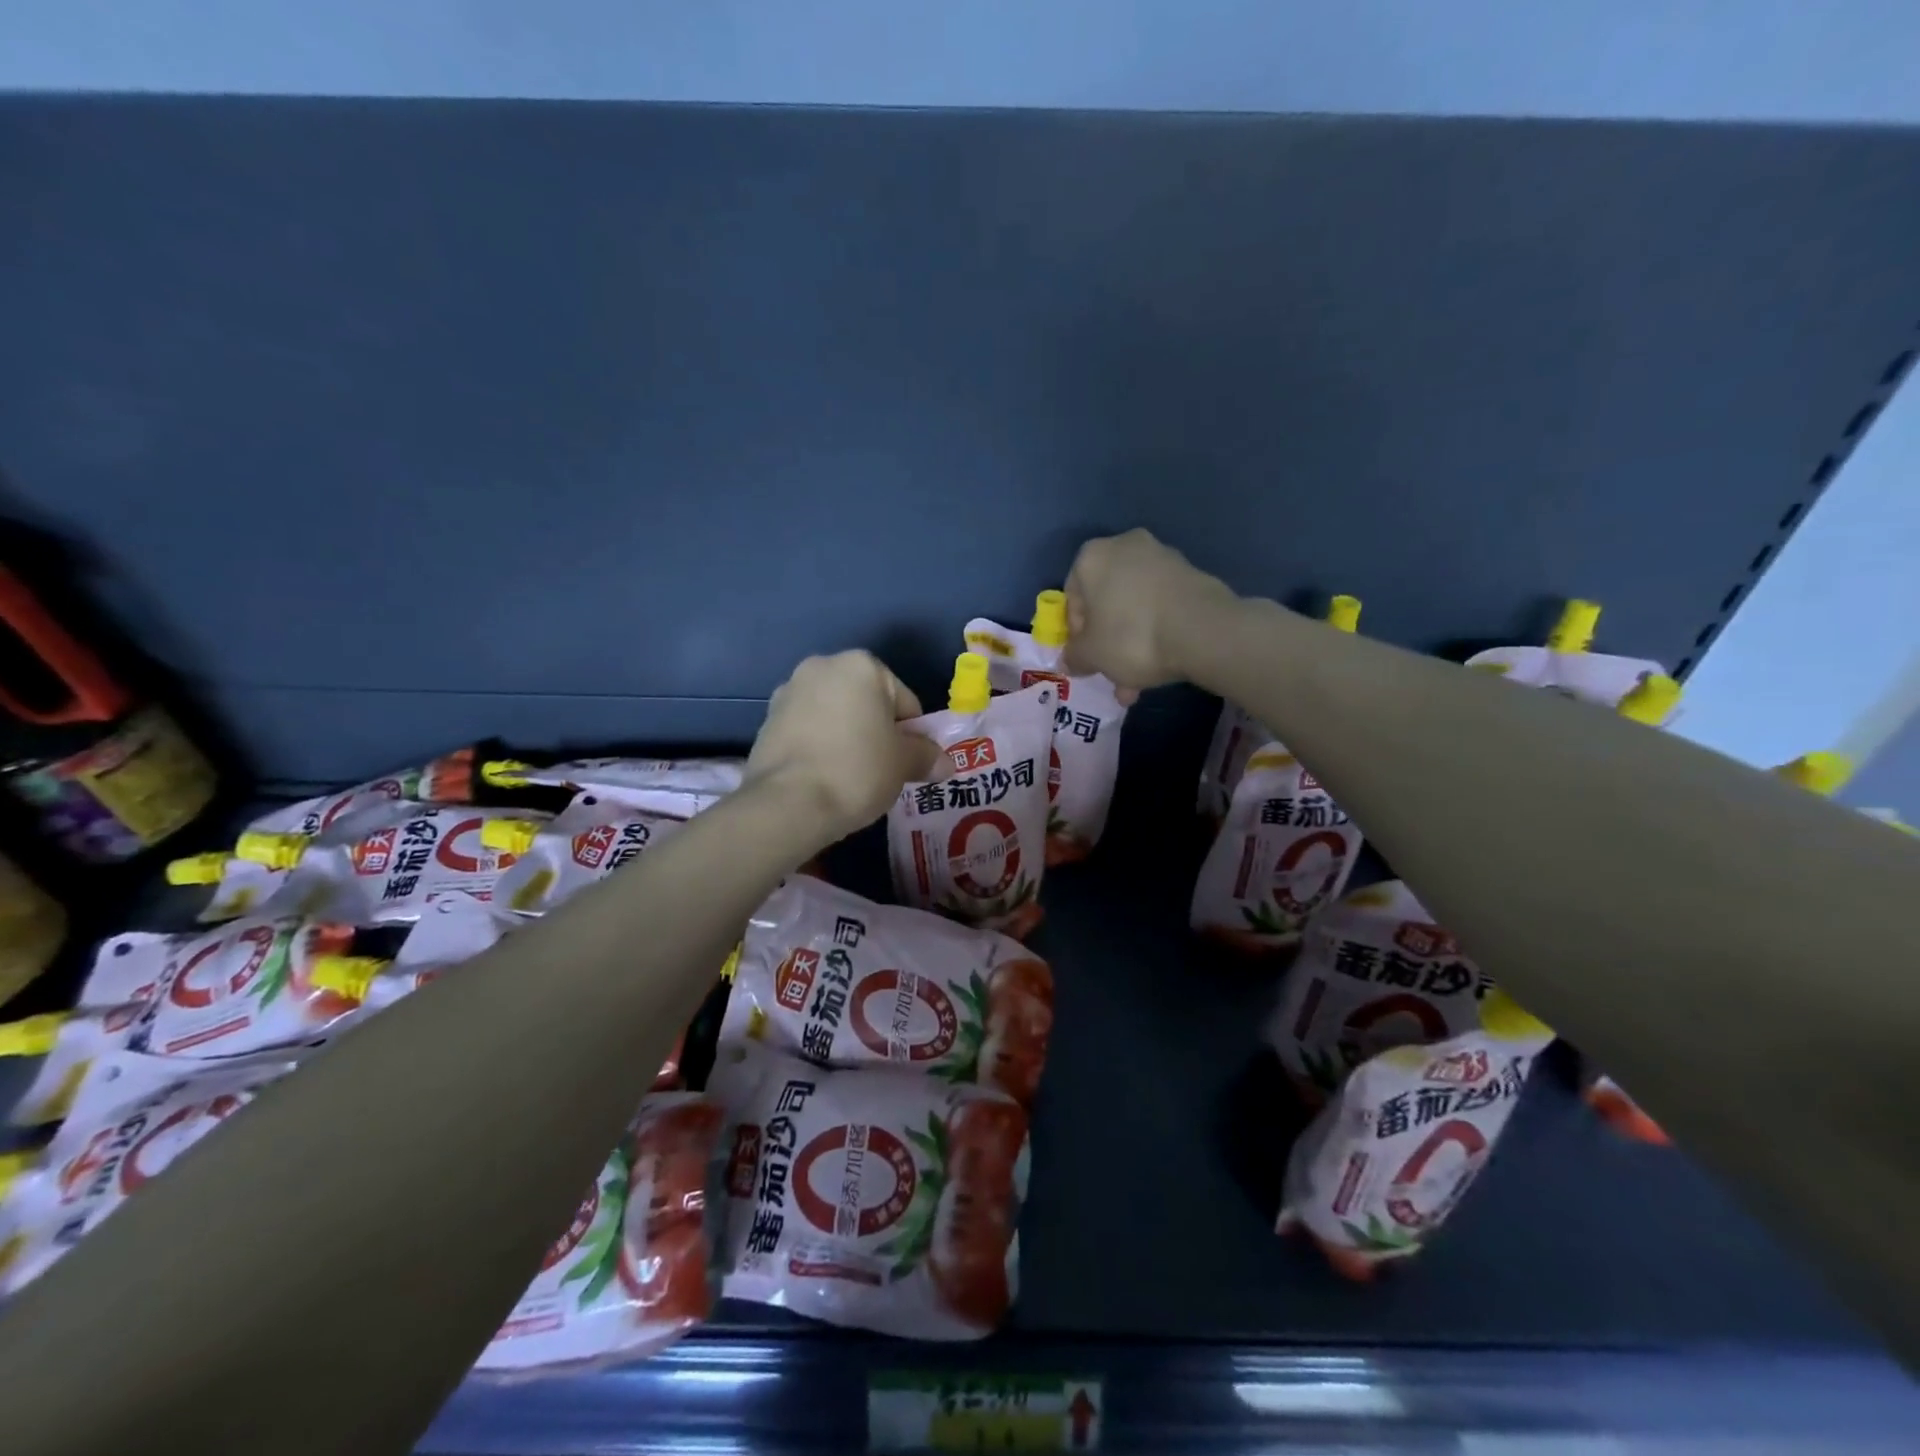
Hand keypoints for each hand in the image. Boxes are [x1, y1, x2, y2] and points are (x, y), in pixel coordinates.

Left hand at [747, 652, 940, 844]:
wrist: (788, 804)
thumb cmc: (857, 770)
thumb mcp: (904, 764)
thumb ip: (926, 756)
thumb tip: (944, 763)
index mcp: (862, 665)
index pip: (905, 702)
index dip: (912, 735)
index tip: (907, 763)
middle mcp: (822, 666)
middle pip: (866, 703)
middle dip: (876, 731)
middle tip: (881, 770)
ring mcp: (788, 692)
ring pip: (835, 716)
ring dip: (846, 737)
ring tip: (849, 777)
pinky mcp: (766, 721)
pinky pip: (808, 731)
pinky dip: (819, 747)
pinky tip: (823, 777)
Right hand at [1062, 530, 1235, 693]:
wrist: (1203, 630)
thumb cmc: (1130, 636)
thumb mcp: (1091, 655)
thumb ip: (1074, 656)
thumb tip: (1070, 660)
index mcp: (1092, 557)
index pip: (1072, 597)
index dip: (1076, 633)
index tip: (1086, 657)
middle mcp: (1126, 547)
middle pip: (1107, 602)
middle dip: (1108, 641)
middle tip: (1112, 673)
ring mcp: (1163, 558)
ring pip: (1135, 607)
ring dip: (1132, 642)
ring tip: (1138, 683)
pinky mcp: (1191, 574)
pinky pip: (1161, 606)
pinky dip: (1157, 631)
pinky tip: (1161, 664)